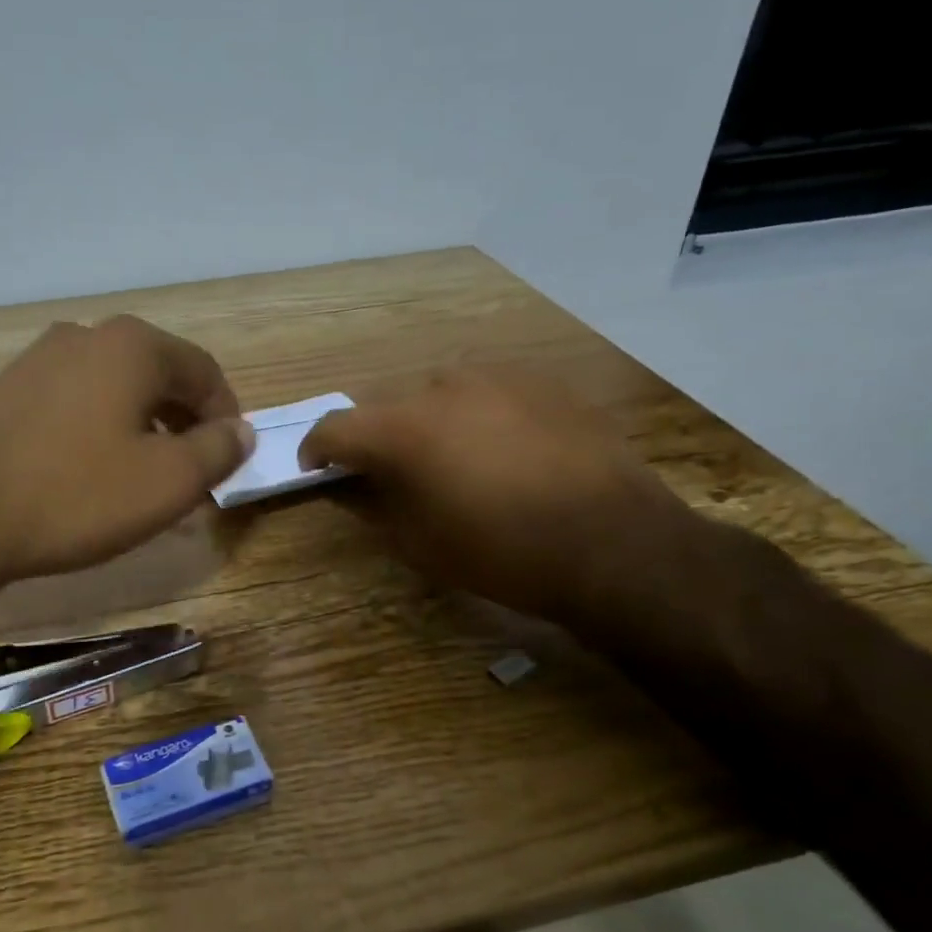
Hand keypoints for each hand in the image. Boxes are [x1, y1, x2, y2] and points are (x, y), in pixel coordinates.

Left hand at [0, 316, 253, 585]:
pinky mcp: (5, 390)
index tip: (230, 458)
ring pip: (114, 389)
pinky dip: (99, 430)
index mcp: (133, 346)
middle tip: (193, 470)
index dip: (227, 415)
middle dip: (184, 421)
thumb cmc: (77, 494)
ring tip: (145, 475)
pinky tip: (90, 472)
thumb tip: (241, 430)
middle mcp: (86, 336)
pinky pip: (74, 403)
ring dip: (142, 426)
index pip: (204, 371)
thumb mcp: (169, 481)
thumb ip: (218, 450)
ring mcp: (38, 359)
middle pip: (158, 375)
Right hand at [298, 366, 695, 623]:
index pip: (336, 427)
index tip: (318, 469)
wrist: (614, 544)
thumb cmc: (502, 553)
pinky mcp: (543, 383)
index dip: (318, 449)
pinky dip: (480, 418)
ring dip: (434, 425)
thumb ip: (375, 506)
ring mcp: (498, 378)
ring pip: (442, 396)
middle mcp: (443, 388)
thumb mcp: (420, 544)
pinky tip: (508, 452)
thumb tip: (355, 485)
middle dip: (382, 440)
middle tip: (395, 476)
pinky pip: (491, 395)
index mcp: (403, 429)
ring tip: (458, 463)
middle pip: (390, 408)